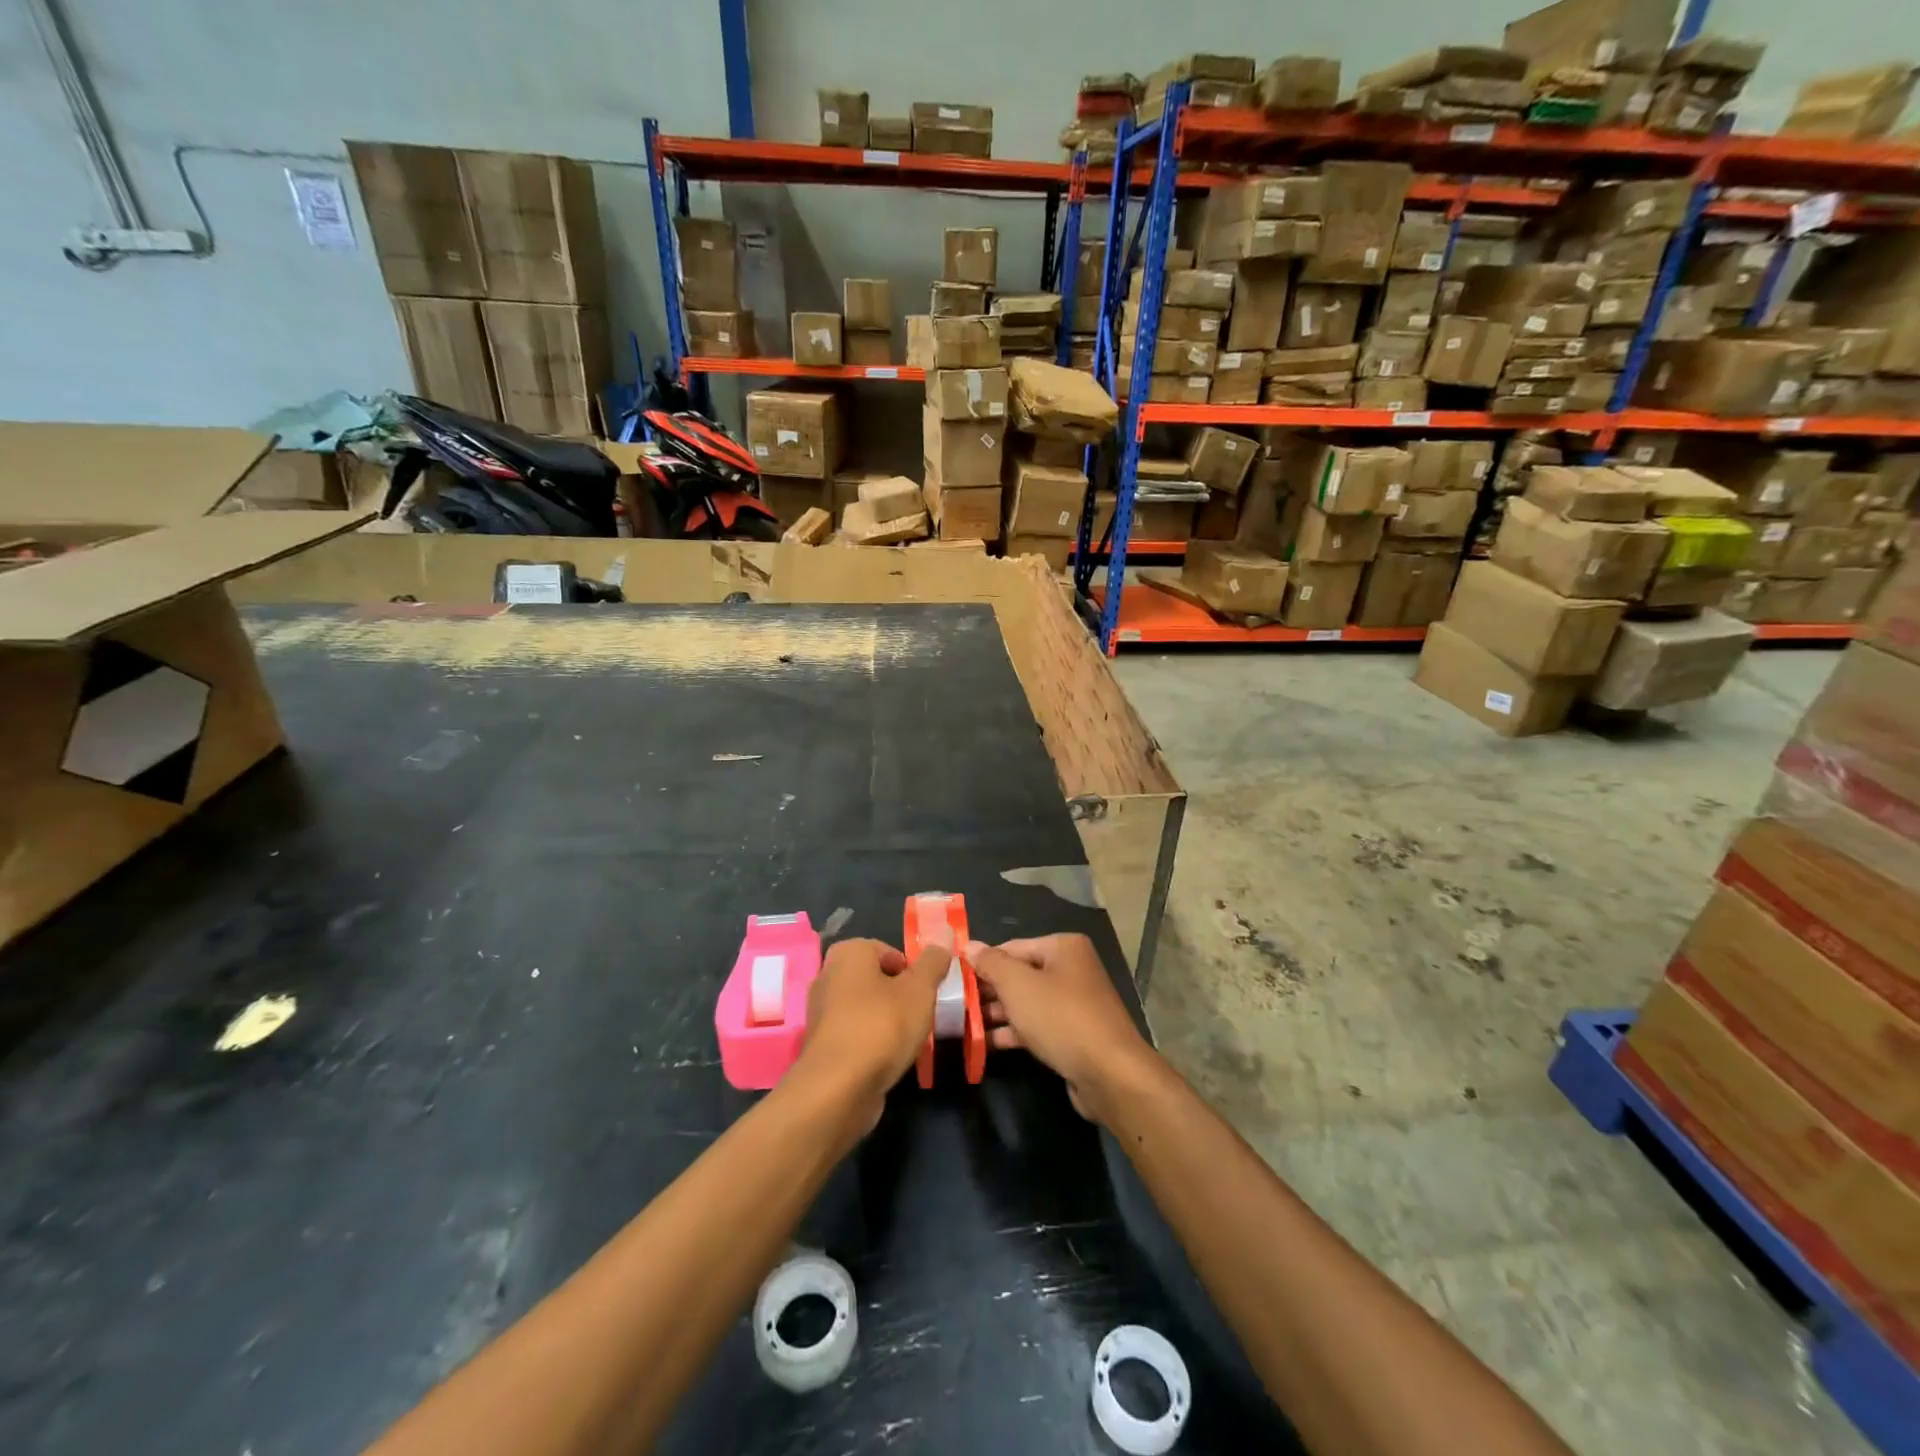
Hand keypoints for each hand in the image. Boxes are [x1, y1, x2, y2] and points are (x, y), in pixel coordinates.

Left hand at [796, 938, 949, 1131]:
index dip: (912, 972)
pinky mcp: (821, 1044)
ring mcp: (821, 1011)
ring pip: (866, 1008)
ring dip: (887, 1021)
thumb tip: (942, 941)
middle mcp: (828, 975)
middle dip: (900, 996)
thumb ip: (933, 963)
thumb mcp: (919, 989)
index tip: (926, 994)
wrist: (839, 1088)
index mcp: (848, 953)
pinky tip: (886, 1059)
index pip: (890, 952)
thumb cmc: (882, 1026)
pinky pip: (855, 1033)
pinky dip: (871, 1042)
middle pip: (877, 979)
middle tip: (920, 1015)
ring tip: (906, 1040)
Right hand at [965, 934, 1156, 1122]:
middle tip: (953, 1005)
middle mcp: (1071, 969)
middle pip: (1019, 974)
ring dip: (997, 1014)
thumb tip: (969, 945)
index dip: (981, 963)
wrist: (1109, 1074)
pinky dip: (1014, 1031)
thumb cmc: (1061, 1018)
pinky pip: (1037, 1025)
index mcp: (1063, 947)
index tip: (953, 980)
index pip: (1011, 947)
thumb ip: (991, 963)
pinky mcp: (1074, 1034)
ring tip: (961, 1025)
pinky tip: (985, 1043)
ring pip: (1027, 1002)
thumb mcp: (1018, 986)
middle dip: (988, 991)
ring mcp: (1075, 1003)